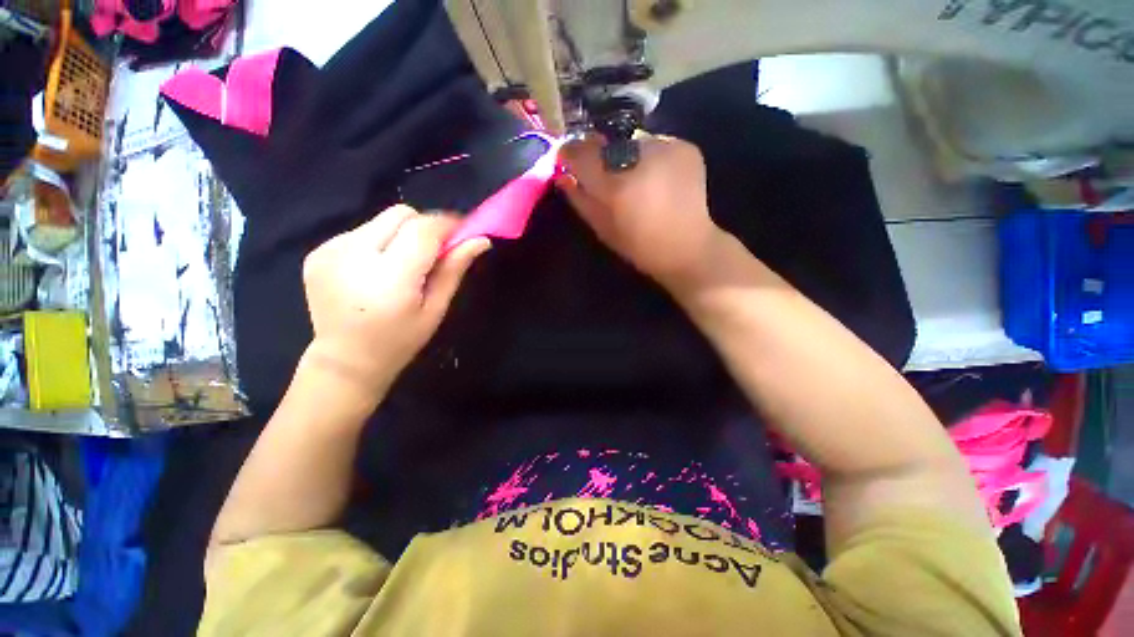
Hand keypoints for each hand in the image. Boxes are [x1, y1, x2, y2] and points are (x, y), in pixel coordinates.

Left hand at [301, 205, 489, 393]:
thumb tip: (480, 240)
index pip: (423, 229)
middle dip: (424, 227)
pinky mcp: (317, 252)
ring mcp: (330, 251)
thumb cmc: (400, 340)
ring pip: (381, 221)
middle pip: (401, 215)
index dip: (447, 225)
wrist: (345, 360)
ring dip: (401, 235)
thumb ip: (454, 269)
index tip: (463, 232)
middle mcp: (354, 256)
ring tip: (402, 266)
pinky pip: (361, 232)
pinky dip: (378, 243)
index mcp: (389, 278)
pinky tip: (377, 271)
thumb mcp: (436, 309)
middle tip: (433, 253)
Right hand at [557, 134, 724, 291]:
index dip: (570, 153)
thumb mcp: (603, 229)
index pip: (581, 152)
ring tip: (636, 180)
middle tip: (606, 176)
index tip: (567, 159)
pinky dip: (649, 158)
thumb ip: (580, 199)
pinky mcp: (684, 147)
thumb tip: (563, 176)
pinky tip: (656, 179)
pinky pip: (655, 144)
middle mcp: (639, 158)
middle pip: (606, 144)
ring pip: (632, 143)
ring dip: (626, 158)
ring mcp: (666, 148)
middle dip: (600, 157)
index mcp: (617, 185)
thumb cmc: (640, 246)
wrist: (688, 248)